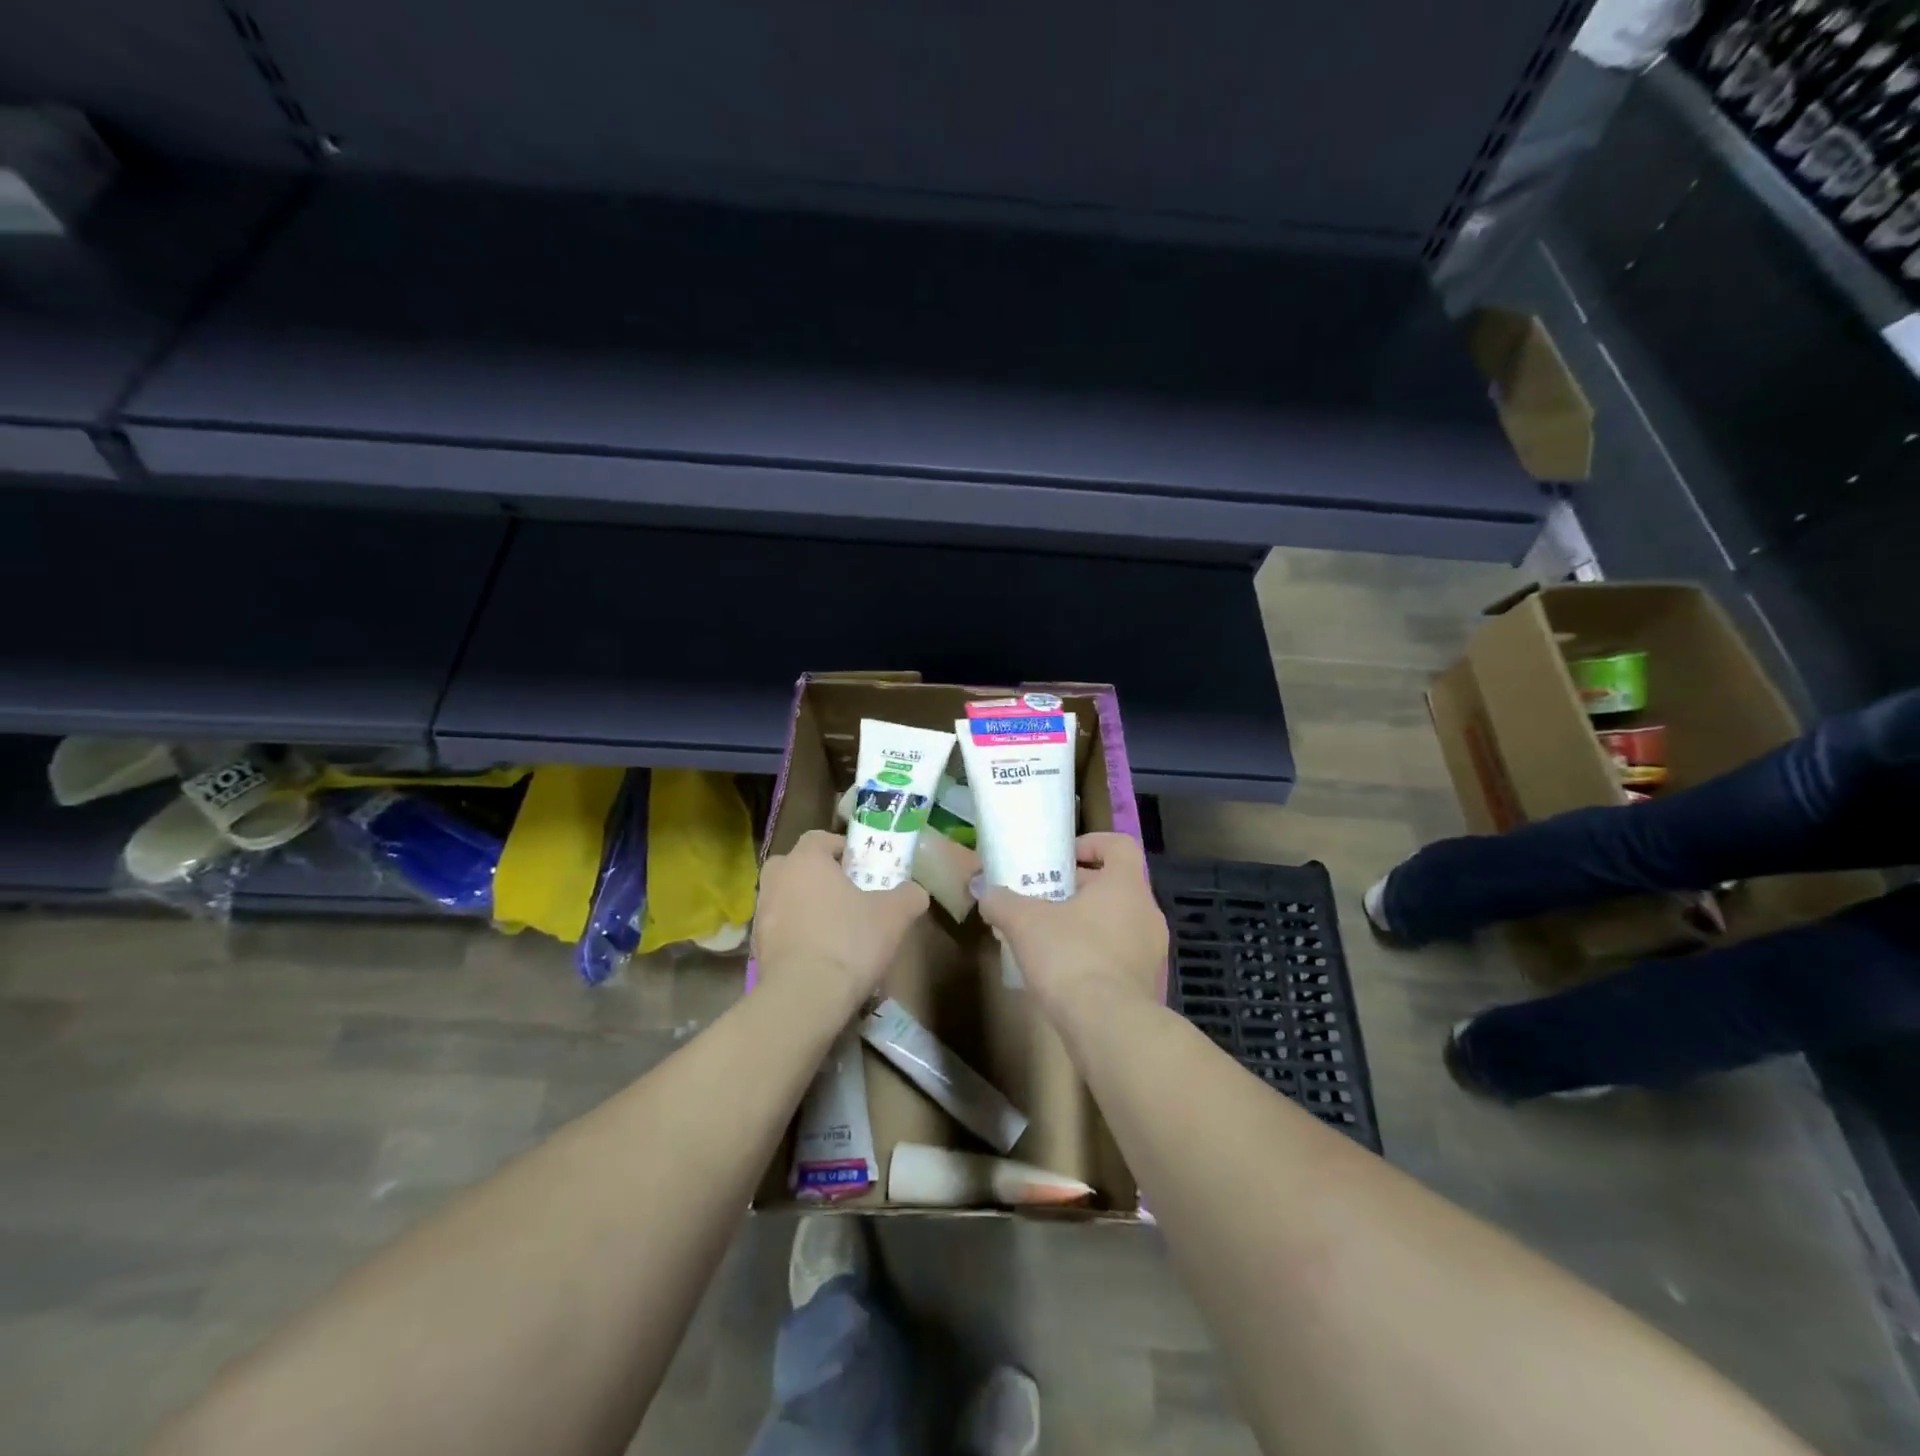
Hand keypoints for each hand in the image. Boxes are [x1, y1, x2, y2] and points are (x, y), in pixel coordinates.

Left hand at [753, 830, 928, 1012]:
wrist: (804, 997)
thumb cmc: (849, 941)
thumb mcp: (894, 916)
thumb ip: (908, 895)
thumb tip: (915, 892)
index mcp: (805, 860)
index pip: (820, 837)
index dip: (842, 848)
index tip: (862, 866)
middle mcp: (777, 878)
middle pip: (796, 865)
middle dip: (818, 874)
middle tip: (845, 893)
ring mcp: (761, 912)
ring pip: (786, 896)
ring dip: (805, 904)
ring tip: (834, 926)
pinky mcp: (756, 946)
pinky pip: (780, 927)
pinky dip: (796, 933)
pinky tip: (818, 952)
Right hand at [976, 832, 1166, 1031]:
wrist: (1108, 1027)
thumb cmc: (1070, 956)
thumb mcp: (1024, 923)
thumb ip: (1002, 902)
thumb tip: (985, 892)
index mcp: (1126, 885)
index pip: (1119, 846)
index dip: (1091, 844)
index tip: (1062, 859)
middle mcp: (1147, 913)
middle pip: (1115, 886)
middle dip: (1078, 889)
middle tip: (1043, 900)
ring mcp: (1152, 952)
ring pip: (1118, 923)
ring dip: (1087, 925)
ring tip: (1049, 939)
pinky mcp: (1147, 985)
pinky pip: (1120, 957)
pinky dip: (1095, 956)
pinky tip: (1065, 973)